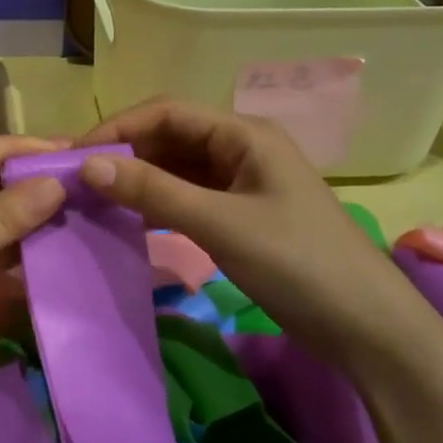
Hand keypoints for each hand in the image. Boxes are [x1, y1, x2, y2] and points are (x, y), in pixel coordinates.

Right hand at [76, 99, 424, 362]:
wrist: (369, 330)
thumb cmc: (299, 264)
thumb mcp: (220, 224)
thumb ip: (153, 191)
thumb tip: (87, 166)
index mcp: (244, 134)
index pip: (167, 112)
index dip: (118, 127)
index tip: (74, 155)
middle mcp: (241, 148)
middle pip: (170, 137)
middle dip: (125, 153)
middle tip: (77, 180)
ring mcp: (243, 183)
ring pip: (177, 168)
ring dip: (138, 179)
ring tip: (94, 199)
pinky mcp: (242, 214)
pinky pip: (189, 196)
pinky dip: (157, 203)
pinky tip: (129, 219)